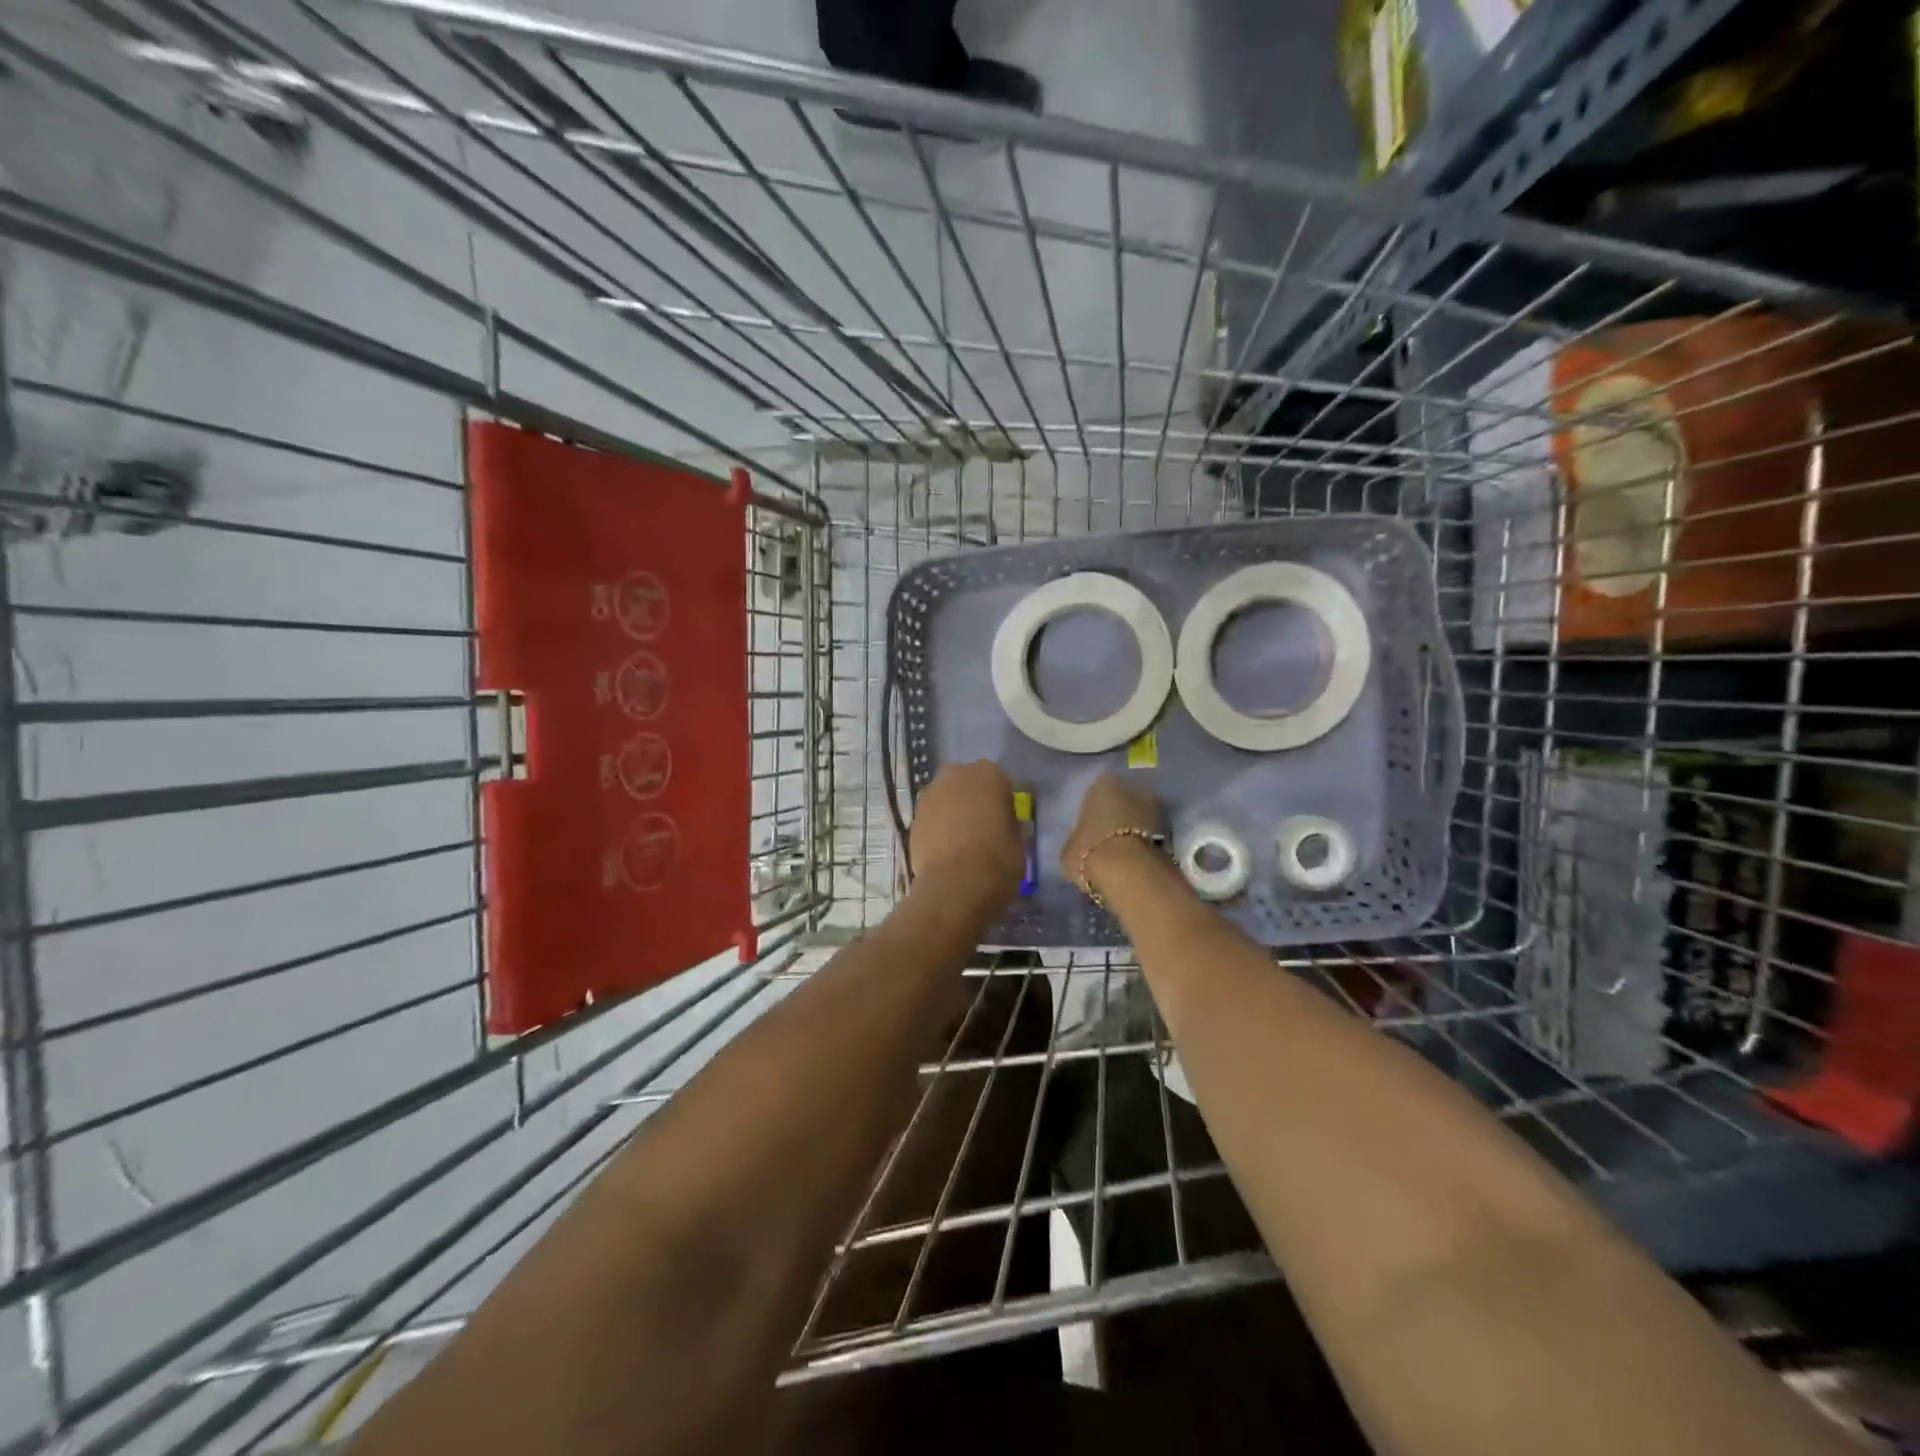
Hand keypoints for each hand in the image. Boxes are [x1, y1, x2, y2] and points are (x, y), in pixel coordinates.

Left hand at [909, 760, 1023, 908]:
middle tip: (981, 829)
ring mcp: (931, 794)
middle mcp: (957, 775)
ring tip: (960, 842)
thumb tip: (1005, 825)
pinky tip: (944, 850)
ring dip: (953, 812)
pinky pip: (932, 817)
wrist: (955, 884)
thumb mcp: (1019, 842)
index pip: (1000, 783)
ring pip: (946, 798)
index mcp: (989, 774)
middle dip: (973, 801)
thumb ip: (1010, 825)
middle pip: (967, 784)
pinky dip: (937, 827)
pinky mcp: (913, 816)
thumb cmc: (997, 859)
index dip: (1001, 803)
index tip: (1003, 823)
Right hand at [1062, 773, 1161, 898]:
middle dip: (1117, 816)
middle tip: (1105, 838)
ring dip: (1133, 831)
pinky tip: (1133, 862)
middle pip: (1122, 801)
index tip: (1088, 827)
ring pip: (1139, 818)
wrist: (1130, 874)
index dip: (1092, 810)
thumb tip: (1079, 844)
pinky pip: (1151, 836)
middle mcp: (1133, 788)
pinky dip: (1144, 845)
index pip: (1096, 791)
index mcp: (1103, 783)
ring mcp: (1156, 809)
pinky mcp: (1171, 834)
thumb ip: (1077, 839)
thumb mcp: (1069, 849)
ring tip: (1120, 853)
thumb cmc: (1090, 851)